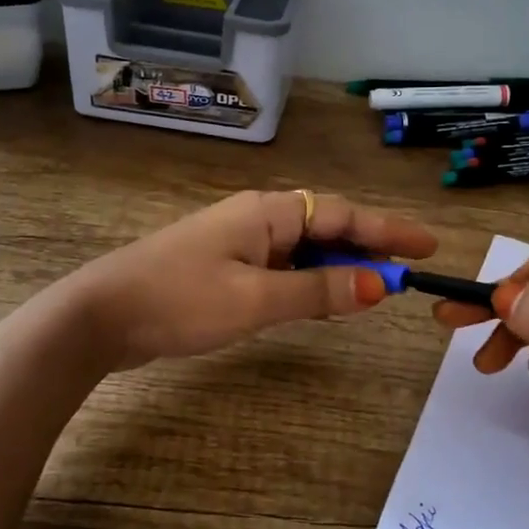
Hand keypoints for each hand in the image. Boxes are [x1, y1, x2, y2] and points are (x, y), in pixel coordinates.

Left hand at [64, 190, 437, 369]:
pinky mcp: (223, 266)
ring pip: (303, 247)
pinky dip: (309, 278)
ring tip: (374, 288)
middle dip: (368, 247)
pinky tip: (320, 296)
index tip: (427, 246)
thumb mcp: (255, 299)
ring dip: (339, 264)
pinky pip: (282, 266)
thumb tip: (379, 286)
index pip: (343, 214)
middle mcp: (257, 218)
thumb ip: (318, 290)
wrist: (101, 315)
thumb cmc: (179, 300)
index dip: (388, 230)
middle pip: (326, 226)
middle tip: (406, 275)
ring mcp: (238, 241)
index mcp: (267, 213)